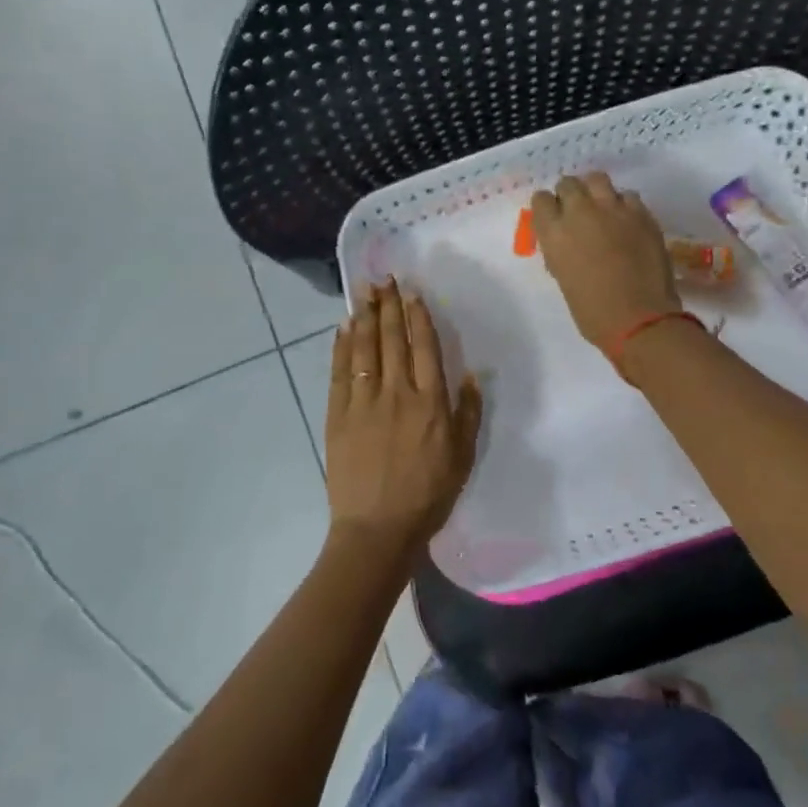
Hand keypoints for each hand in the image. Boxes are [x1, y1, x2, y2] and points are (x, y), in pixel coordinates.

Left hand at [326, 280, 482, 565]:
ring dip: (365, 316)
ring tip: (364, 291)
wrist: (377, 528)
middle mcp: (396, 393)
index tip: (412, 292)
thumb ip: (467, 414)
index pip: (424, 348)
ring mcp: (363, 402)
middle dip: (389, 305)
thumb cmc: (427, 496)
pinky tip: (343, 327)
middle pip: (393, 339)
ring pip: (365, 349)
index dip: (418, 317)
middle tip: (383, 278)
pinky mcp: (338, 414)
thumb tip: (470, 374)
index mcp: (430, 403)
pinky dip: (342, 346)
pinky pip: (340, 371)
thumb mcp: (462, 458)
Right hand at [529, 173, 681, 349]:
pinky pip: (628, 196)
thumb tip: (565, 241)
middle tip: (577, 212)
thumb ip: (560, 250)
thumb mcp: (563, 277)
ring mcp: (613, 209)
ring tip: (601, 208)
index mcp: (554, 232)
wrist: (640, 319)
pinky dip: (623, 205)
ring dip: (595, 191)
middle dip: (570, 194)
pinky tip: (626, 221)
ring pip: (598, 179)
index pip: (541, 200)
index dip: (548, 208)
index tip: (553, 218)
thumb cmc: (592, 311)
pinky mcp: (642, 214)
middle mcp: (580, 212)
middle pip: (569, 183)